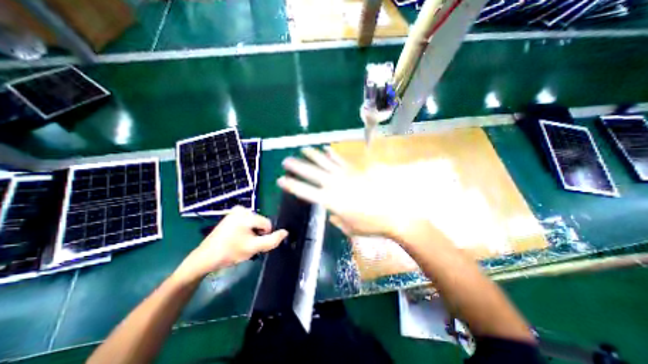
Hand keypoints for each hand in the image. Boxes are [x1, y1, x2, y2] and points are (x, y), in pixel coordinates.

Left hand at [173, 208, 287, 281]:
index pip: (267, 224)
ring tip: (240, 243)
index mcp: (246, 214)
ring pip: (254, 224)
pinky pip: (246, 223)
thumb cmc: (230, 252)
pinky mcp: (230, 216)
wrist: (204, 259)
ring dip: (251, 234)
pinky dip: (245, 231)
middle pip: (260, 223)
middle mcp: (241, 209)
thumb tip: (286, 232)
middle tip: (245, 245)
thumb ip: (272, 240)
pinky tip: (236, 239)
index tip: (252, 245)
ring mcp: (235, 211)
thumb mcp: (254, 248)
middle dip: (256, 235)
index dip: (263, 237)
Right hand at [276, 146, 443, 239]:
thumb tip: (333, 213)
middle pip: (312, 173)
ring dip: (313, 156)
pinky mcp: (357, 171)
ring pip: (326, 163)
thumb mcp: (349, 227)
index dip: (293, 186)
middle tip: (286, 161)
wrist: (393, 215)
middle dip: (297, 167)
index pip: (306, 192)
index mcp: (331, 201)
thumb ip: (337, 219)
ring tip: (303, 150)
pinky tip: (326, 149)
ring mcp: (347, 176)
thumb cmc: (370, 225)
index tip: (281, 180)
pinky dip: (333, 155)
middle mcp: (336, 185)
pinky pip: (341, 161)